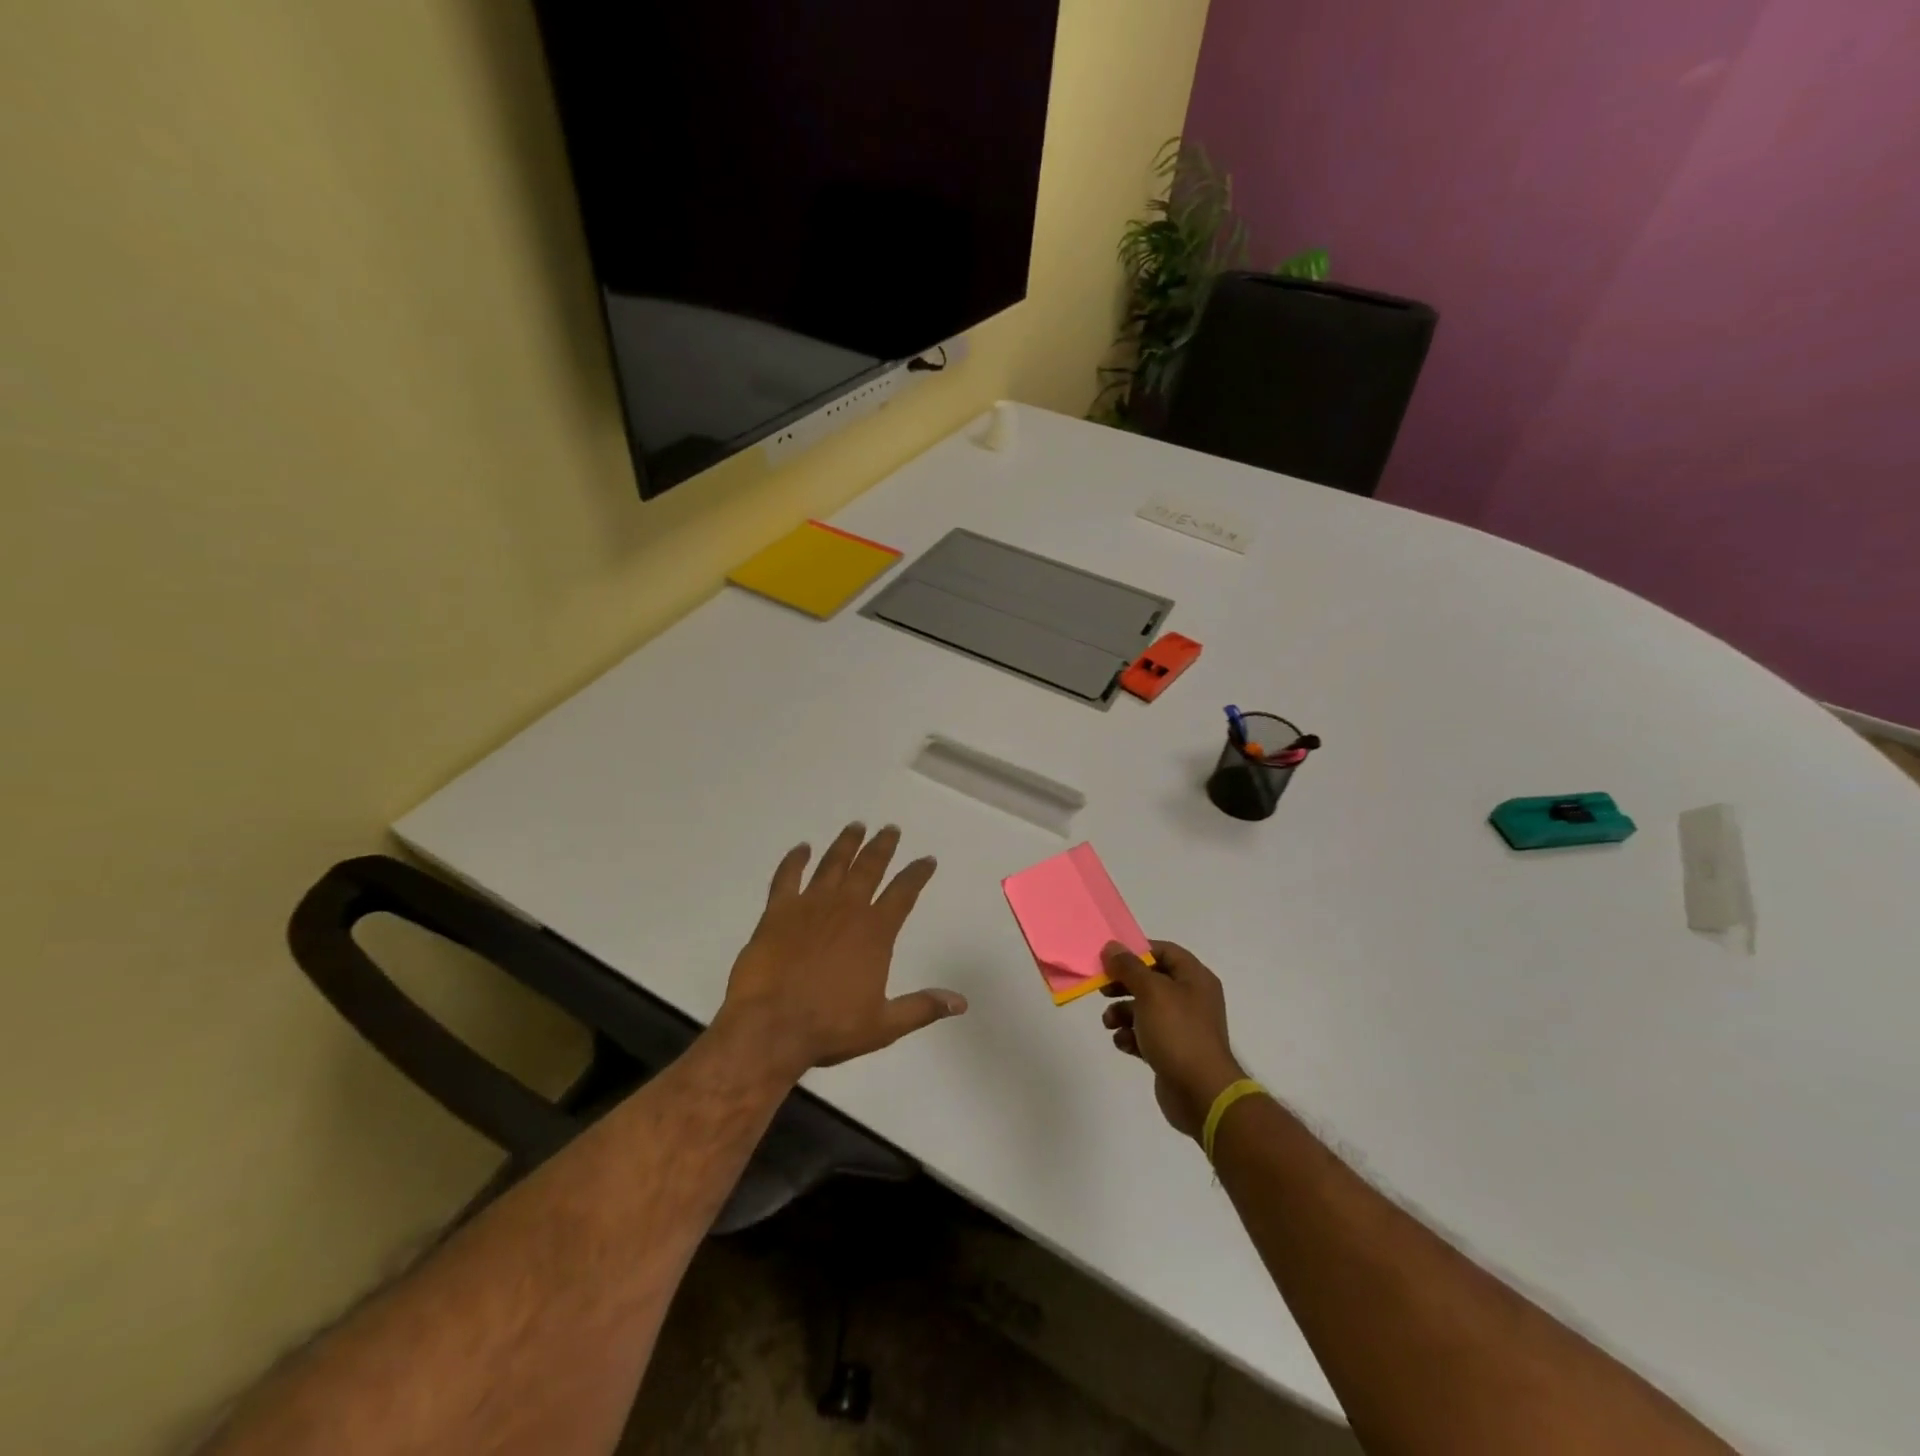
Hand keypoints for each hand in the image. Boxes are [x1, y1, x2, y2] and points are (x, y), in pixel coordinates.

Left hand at [718, 823, 965, 1078]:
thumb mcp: (884, 1025)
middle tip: (891, 829)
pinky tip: (802, 848)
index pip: (904, 892)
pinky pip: (787, 876)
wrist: (770, 1027)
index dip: (917, 874)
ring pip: (832, 863)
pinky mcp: (777, 911)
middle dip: (882, 847)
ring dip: (846, 844)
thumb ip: (922, 1007)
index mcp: (875, 931)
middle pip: (869, 867)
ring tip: (856, 827)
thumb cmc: (830, 1027)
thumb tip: (961, 1002)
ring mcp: (810, 905)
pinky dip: (794, 859)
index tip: (927, 860)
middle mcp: (846, 908)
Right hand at [1101, 942, 1244, 1139]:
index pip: (1164, 951)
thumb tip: (1111, 947)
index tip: (1111, 959)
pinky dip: (1131, 1037)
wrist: (1201, 1093)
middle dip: (1124, 985)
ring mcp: (1182, 1027)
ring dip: (1122, 1013)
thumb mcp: (1150, 991)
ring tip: (1109, 1023)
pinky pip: (1146, 1035)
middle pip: (1151, 980)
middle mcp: (1191, 998)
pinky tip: (1123, 1044)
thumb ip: (1128, 967)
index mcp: (1194, 978)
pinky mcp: (1172, 1051)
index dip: (1137, 951)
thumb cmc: (1178, 1032)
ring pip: (1145, 1009)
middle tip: (1103, 990)